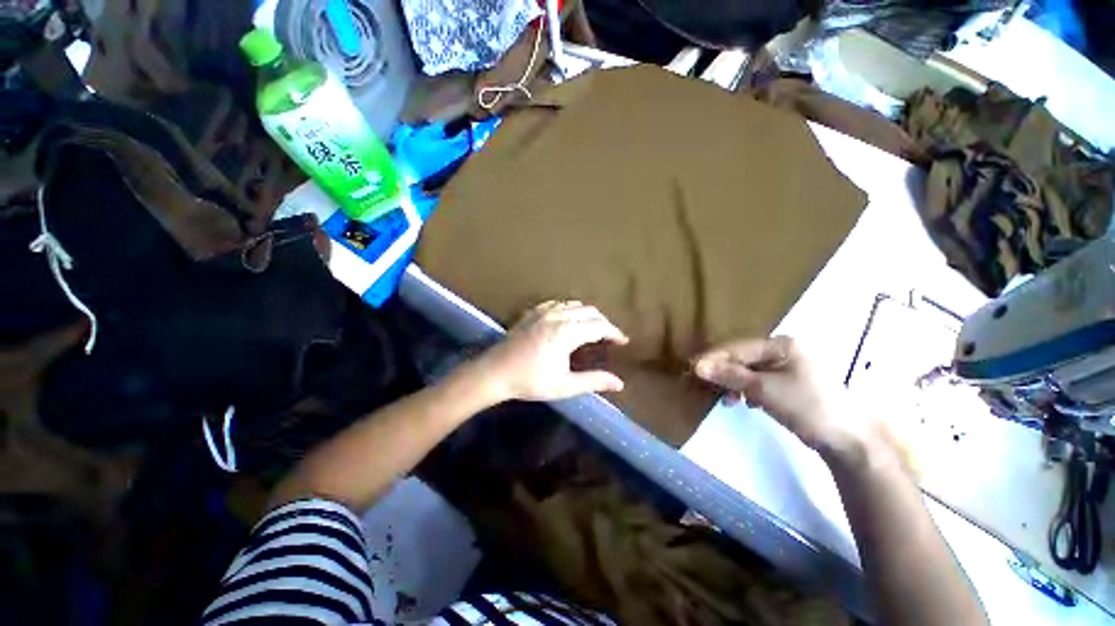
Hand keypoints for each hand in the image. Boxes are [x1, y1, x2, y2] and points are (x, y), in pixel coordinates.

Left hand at [475, 301, 628, 402]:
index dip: (614, 333)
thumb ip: (594, 381)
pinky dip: (570, 309)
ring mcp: (544, 311)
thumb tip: (619, 383)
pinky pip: (558, 303)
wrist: (495, 372)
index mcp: (568, 331)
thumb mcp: (565, 385)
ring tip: (593, 328)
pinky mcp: (533, 312)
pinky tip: (568, 318)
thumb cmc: (530, 380)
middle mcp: (559, 315)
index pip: (600, 326)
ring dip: (588, 314)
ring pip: (575, 305)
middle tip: (610, 337)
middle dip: (604, 322)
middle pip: (590, 312)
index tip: (623, 341)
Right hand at [693, 337, 870, 456]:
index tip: (691, 368)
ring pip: (749, 371)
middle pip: (742, 358)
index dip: (714, 358)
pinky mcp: (787, 384)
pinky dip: (747, 391)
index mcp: (782, 344)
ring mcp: (786, 368)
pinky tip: (742, 402)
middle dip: (723, 372)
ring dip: (734, 384)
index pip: (739, 348)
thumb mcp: (764, 389)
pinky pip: (758, 382)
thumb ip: (730, 375)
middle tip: (703, 384)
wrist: (846, 439)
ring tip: (726, 400)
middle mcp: (783, 351)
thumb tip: (697, 366)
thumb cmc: (808, 405)